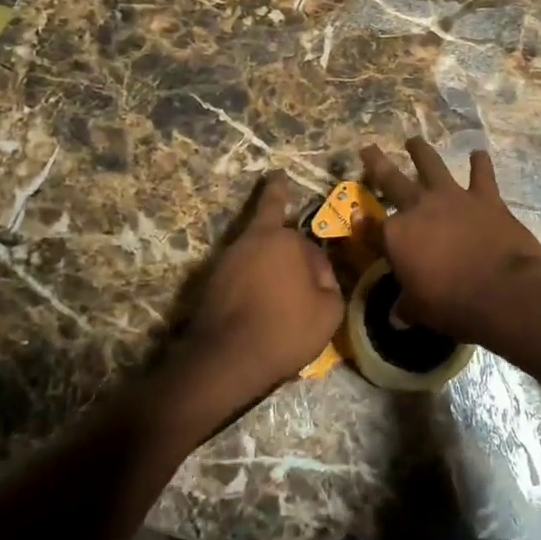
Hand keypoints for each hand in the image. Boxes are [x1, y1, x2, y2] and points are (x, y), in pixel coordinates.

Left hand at [171, 173, 344, 413]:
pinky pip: (239, 272)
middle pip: (270, 222)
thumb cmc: (285, 329)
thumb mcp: (329, 311)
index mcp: (285, 240)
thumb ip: (330, 285)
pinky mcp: (210, 282)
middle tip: (276, 180)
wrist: (227, 359)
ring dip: (264, 253)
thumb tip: (320, 278)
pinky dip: (249, 278)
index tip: (318, 271)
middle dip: (276, 202)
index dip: (320, 263)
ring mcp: (227, 259)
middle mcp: (253, 240)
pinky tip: (256, 297)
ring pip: (253, 249)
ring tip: (274, 269)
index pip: (310, 240)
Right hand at [357, 139, 540, 344]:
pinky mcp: (485, 198)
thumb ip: (407, 306)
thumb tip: (398, 315)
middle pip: (391, 180)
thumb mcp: (420, 310)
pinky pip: (481, 175)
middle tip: (368, 148)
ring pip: (432, 165)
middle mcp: (419, 208)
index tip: (357, 218)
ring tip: (414, 140)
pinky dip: (480, 163)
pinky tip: (479, 153)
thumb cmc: (453, 305)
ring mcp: (453, 198)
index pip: (371, 228)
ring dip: (421, 151)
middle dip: (376, 163)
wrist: (503, 291)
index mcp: (396, 236)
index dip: (362, 224)